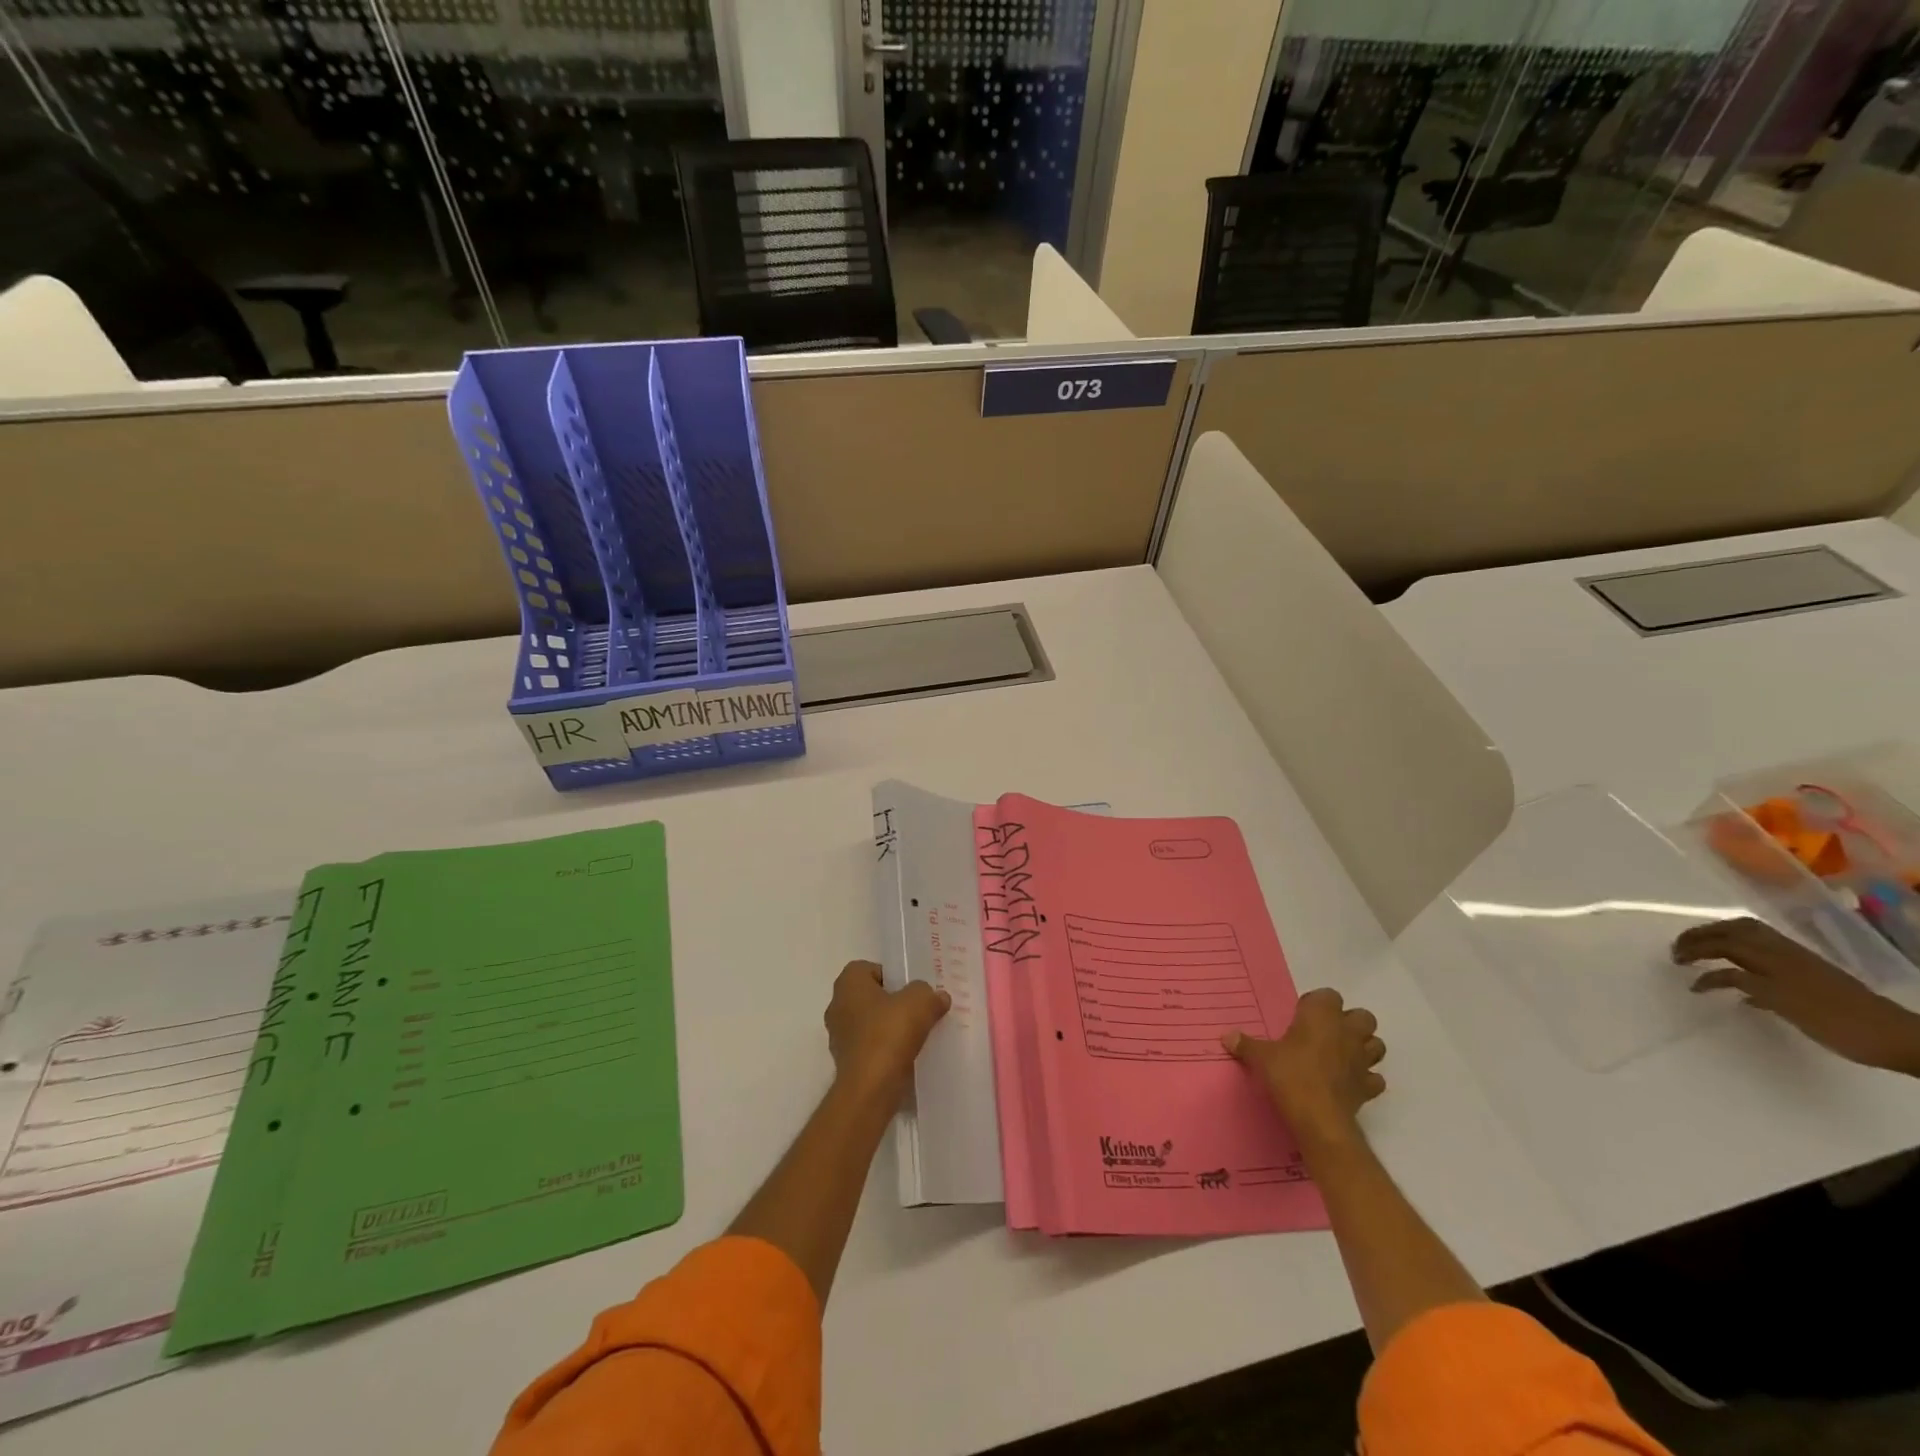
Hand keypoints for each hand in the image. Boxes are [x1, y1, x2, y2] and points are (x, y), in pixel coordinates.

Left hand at [824, 960, 949, 1100]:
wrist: (871, 1088)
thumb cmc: (889, 1033)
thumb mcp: (920, 1002)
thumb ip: (929, 994)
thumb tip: (937, 997)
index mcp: (848, 984)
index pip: (869, 968)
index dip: (892, 975)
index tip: (911, 989)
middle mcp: (837, 1006)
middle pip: (869, 996)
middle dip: (892, 1002)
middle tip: (917, 1010)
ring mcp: (838, 1037)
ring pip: (869, 1023)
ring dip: (888, 1027)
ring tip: (915, 1035)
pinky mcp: (845, 1063)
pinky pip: (869, 1047)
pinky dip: (885, 1049)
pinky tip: (905, 1056)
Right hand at [1222, 988, 1386, 1142]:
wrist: (1319, 1119)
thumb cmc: (1290, 1075)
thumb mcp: (1261, 1057)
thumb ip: (1246, 1044)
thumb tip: (1226, 1037)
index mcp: (1321, 1016)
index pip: (1329, 995)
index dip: (1317, 1004)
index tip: (1302, 1016)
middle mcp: (1347, 1032)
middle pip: (1363, 1016)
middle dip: (1350, 1022)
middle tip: (1326, 1033)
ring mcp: (1362, 1060)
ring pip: (1376, 1045)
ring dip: (1364, 1047)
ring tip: (1342, 1055)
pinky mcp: (1369, 1087)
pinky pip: (1374, 1078)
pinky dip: (1365, 1078)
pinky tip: (1349, 1082)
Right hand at [1675, 918, 1919, 1075]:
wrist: (1894, 1036)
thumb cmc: (1834, 1021)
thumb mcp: (1783, 1003)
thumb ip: (1746, 984)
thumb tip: (1711, 976)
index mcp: (1773, 957)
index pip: (1723, 943)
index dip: (1695, 949)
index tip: (1674, 962)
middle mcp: (1782, 952)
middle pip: (1734, 932)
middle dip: (1702, 936)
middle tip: (1679, 949)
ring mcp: (1798, 961)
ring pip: (1750, 939)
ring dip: (1721, 941)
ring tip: (1701, 953)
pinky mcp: (1808, 973)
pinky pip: (1765, 956)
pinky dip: (1743, 959)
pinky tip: (1739, 979)